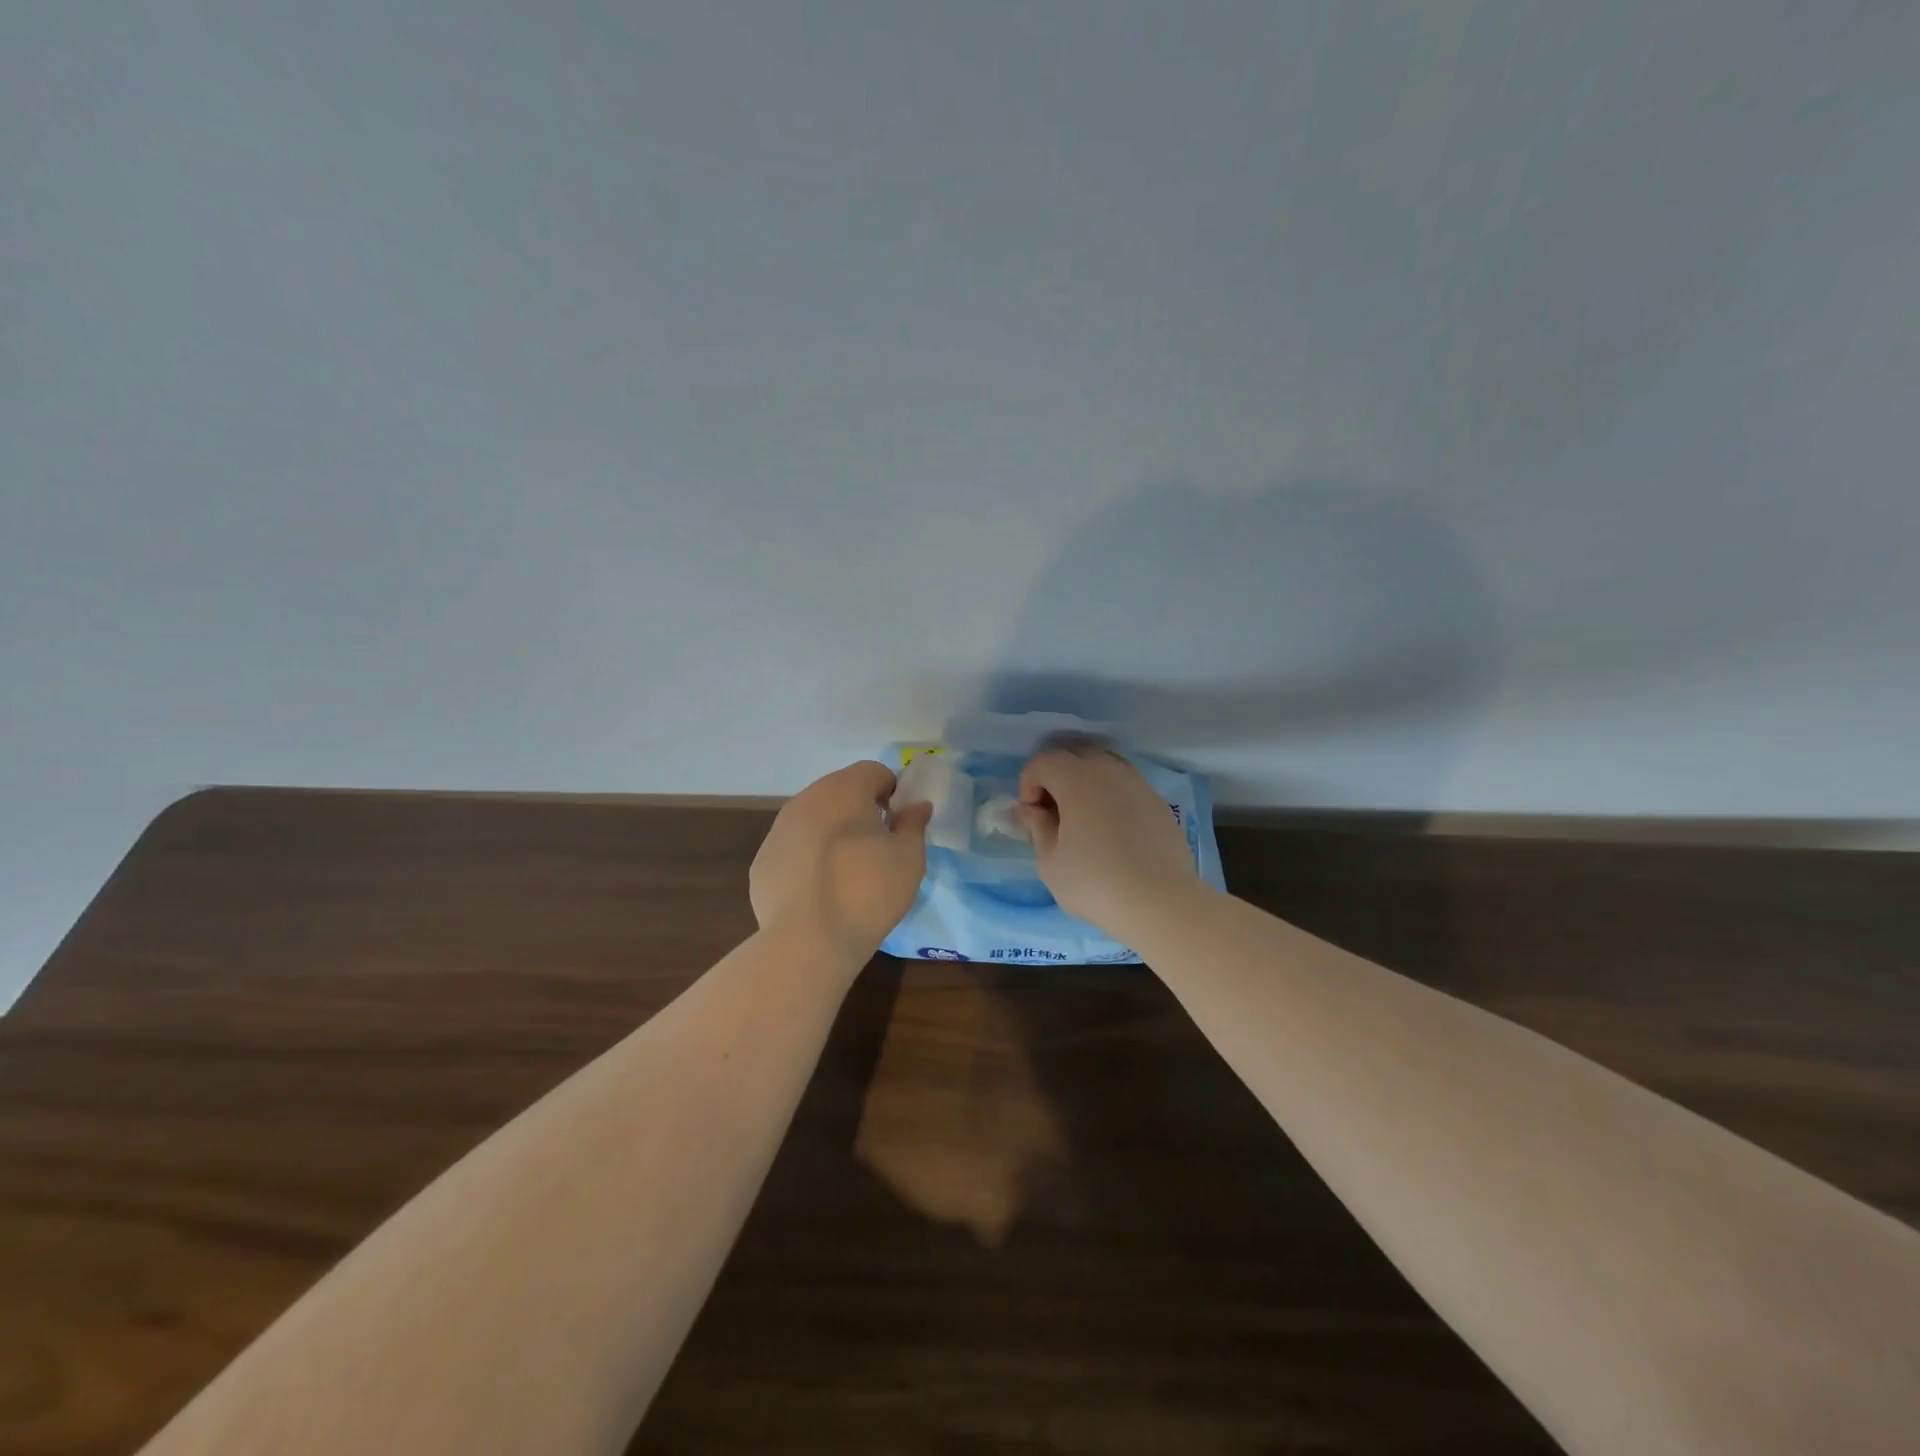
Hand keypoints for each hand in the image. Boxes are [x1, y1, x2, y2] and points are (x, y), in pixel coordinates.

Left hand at [750, 761, 932, 959]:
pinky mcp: (762, 861)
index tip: (898, 823)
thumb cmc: (868, 892)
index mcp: (844, 790)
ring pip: (814, 818)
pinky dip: (808, 858)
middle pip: (840, 791)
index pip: (874, 771)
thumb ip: (914, 823)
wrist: (808, 941)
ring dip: (832, 832)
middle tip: (877, 846)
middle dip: (860, 809)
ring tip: (847, 870)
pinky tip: (819, 890)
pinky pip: (794, 848)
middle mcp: (806, 800)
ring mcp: (778, 830)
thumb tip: (916, 805)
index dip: (892, 792)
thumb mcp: (909, 858)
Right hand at [1017, 744, 1201, 937]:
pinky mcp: (1157, 801)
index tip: (1031, 816)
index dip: (1028, 784)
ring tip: (1081, 820)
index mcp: (1077, 778)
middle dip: (1055, 777)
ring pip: (1102, 766)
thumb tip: (1029, 810)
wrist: (1161, 902)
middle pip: (1073, 755)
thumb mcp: (1050, 862)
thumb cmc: (1095, 882)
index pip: (1042, 761)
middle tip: (1052, 813)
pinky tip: (1111, 831)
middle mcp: (1108, 769)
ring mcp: (1138, 783)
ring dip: (1084, 783)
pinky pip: (1125, 785)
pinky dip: (1109, 796)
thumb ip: (1036, 827)